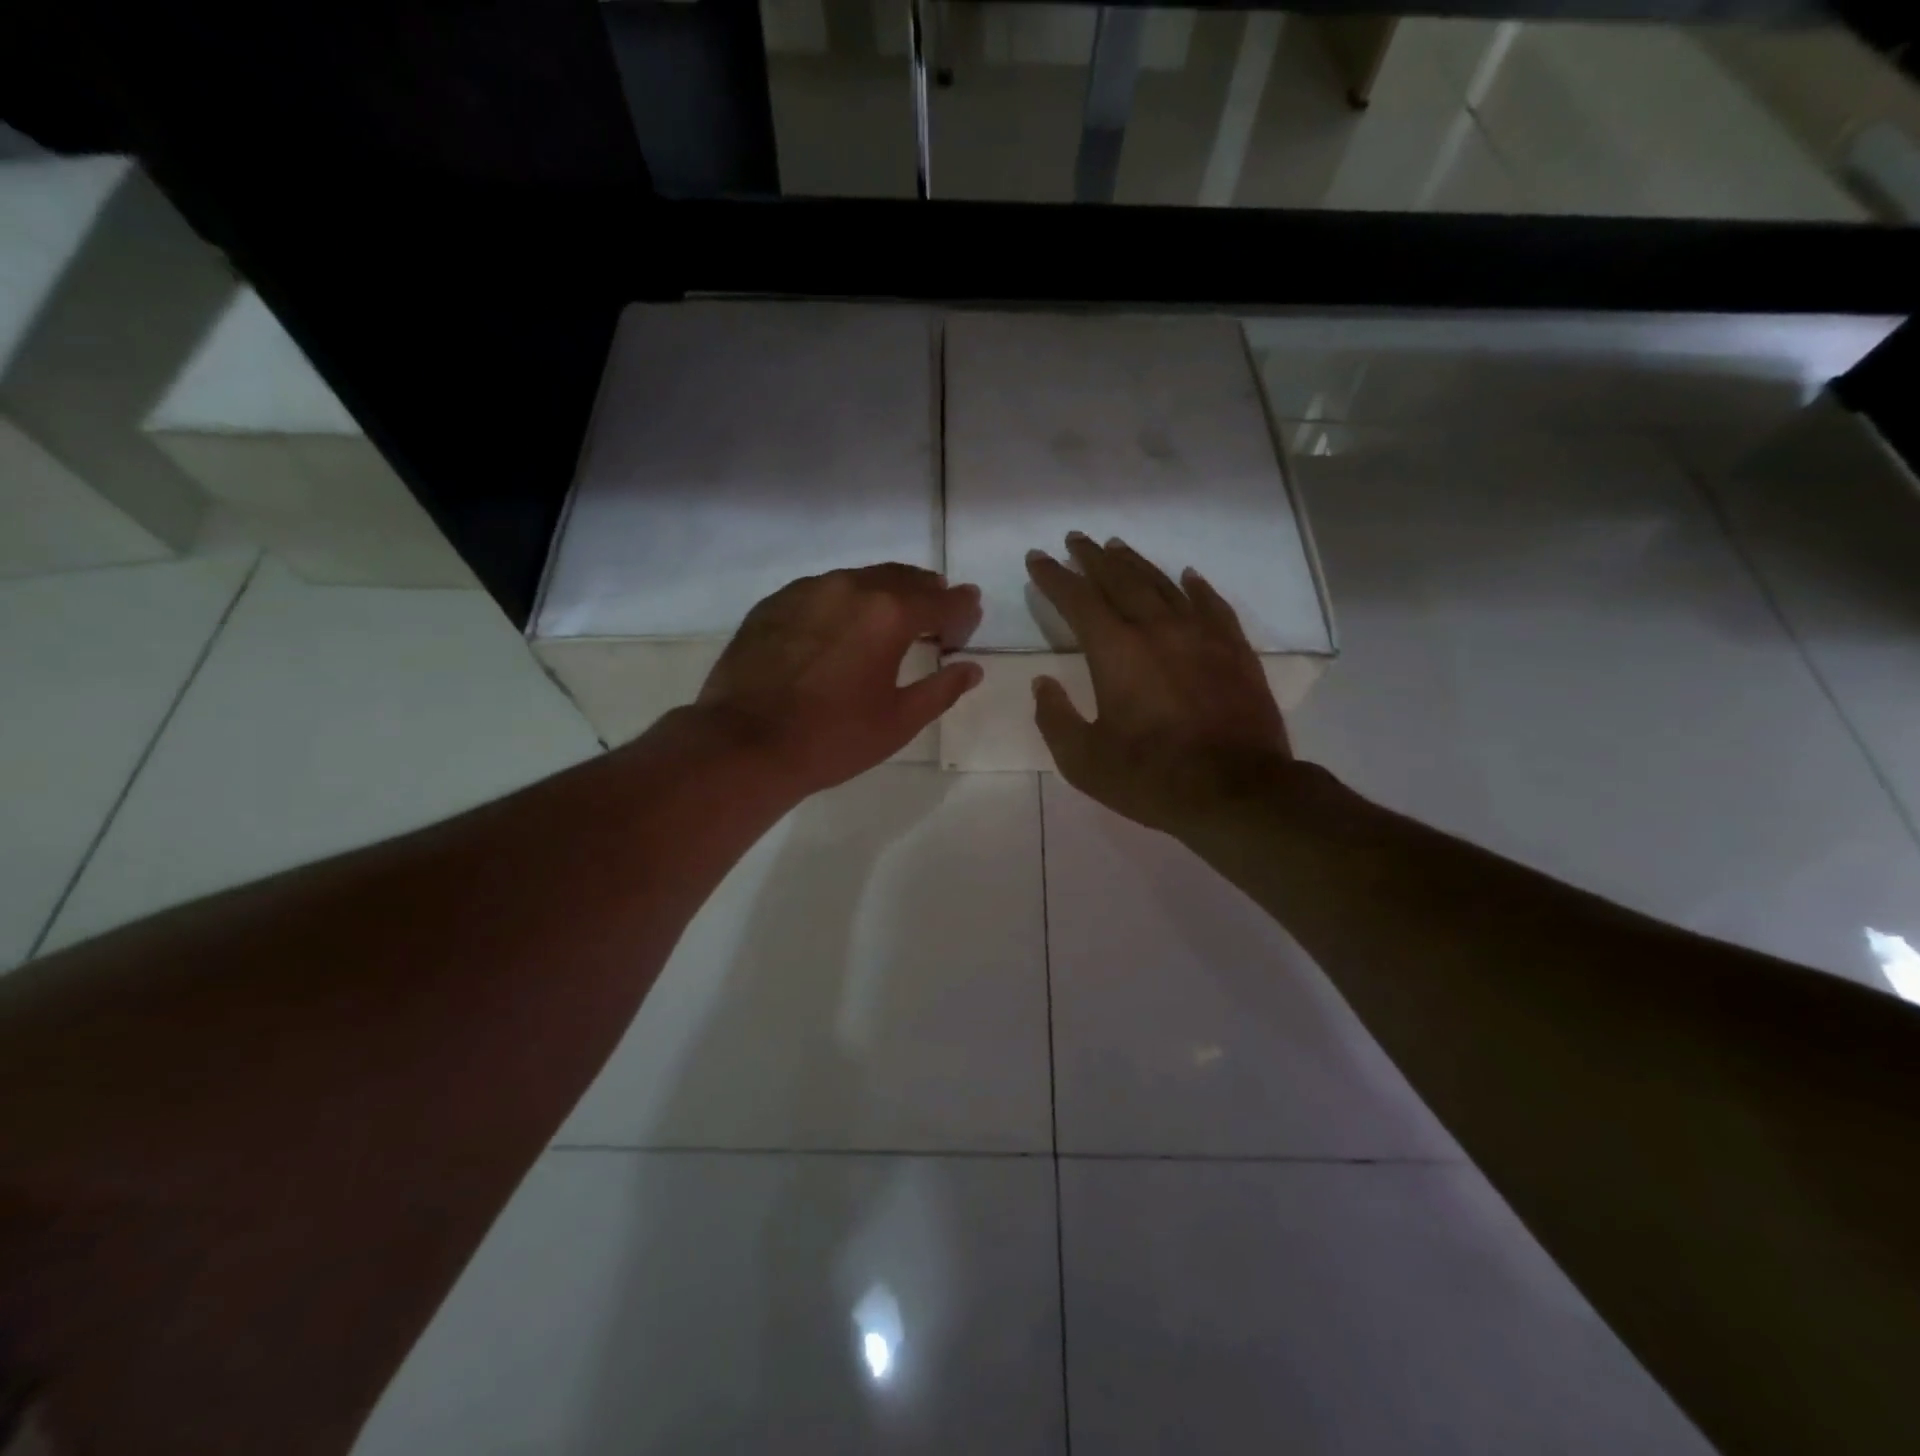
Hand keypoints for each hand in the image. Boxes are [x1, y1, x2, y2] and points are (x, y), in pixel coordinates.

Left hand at [696, 564, 982, 794]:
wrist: (744, 743)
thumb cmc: (832, 738)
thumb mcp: (899, 722)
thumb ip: (942, 689)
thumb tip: (971, 669)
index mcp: (889, 613)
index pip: (943, 600)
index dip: (963, 611)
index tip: (967, 626)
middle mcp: (850, 587)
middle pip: (903, 577)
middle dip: (927, 594)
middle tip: (938, 617)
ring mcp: (807, 590)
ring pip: (861, 578)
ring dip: (885, 593)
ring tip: (891, 619)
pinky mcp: (775, 603)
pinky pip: (823, 590)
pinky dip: (845, 601)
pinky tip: (841, 627)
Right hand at [1026, 533, 1292, 833]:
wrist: (1238, 792)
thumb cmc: (1152, 778)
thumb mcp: (1083, 760)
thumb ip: (1055, 718)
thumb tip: (1043, 684)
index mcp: (1116, 651)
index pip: (1077, 600)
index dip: (1054, 576)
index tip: (1037, 557)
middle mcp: (1157, 629)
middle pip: (1120, 579)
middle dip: (1093, 558)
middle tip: (1076, 539)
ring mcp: (1201, 635)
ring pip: (1163, 584)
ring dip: (1136, 563)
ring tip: (1117, 547)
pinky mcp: (1235, 650)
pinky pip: (1212, 605)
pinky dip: (1195, 587)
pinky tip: (1187, 576)